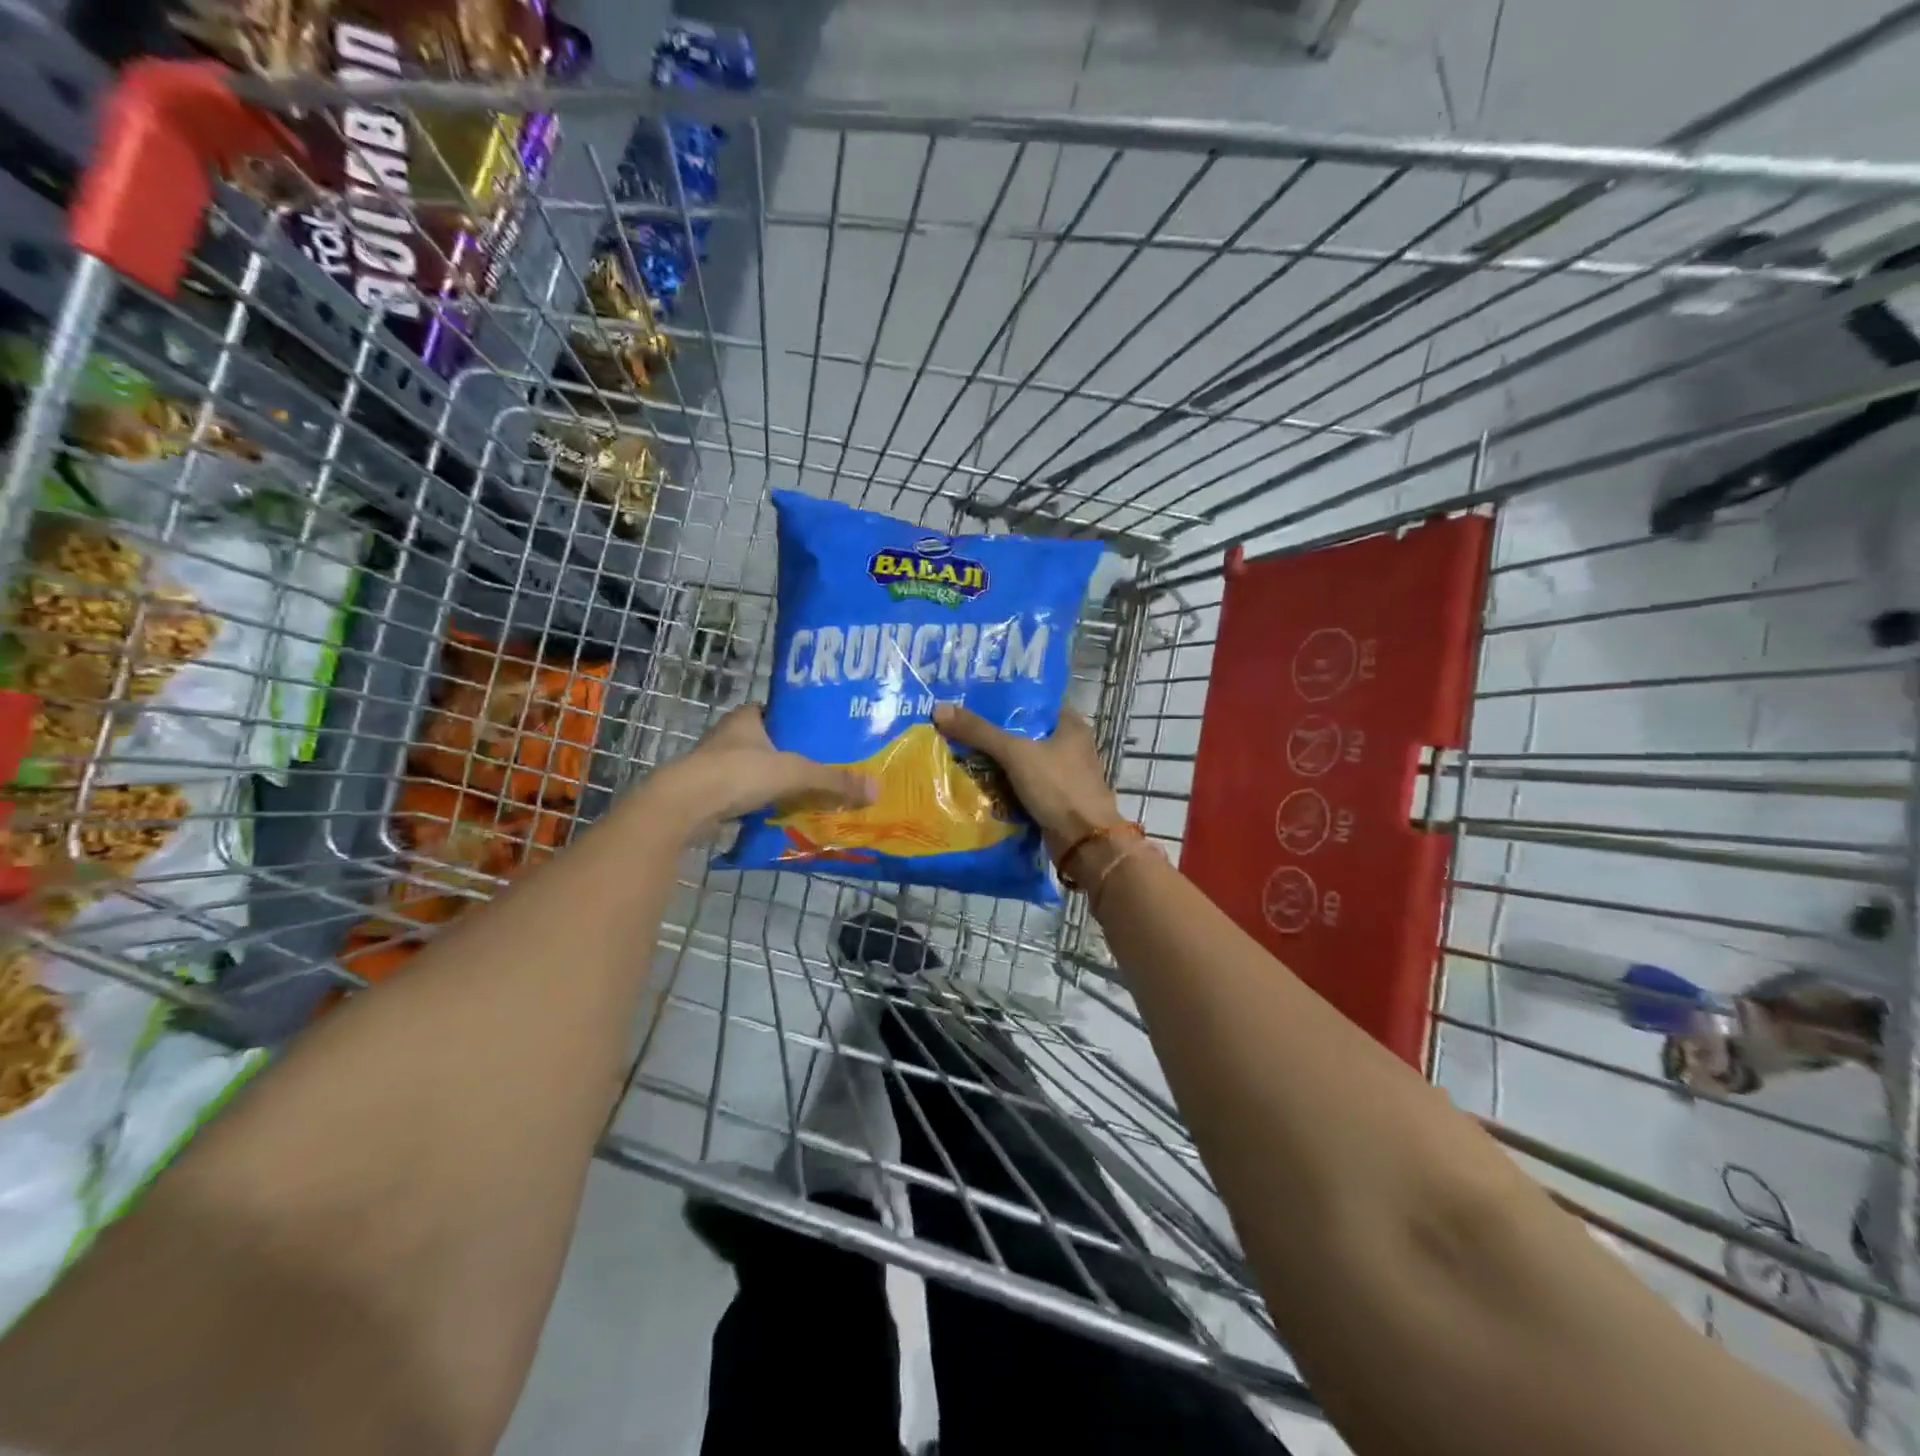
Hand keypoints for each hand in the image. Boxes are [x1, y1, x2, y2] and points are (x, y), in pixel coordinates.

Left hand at [653, 705, 876, 835]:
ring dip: (778, 783)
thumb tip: (877, 790)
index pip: (780, 713)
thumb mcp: (794, 773)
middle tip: (828, 770)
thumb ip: (834, 780)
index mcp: (747, 718)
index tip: (827, 736)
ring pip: (757, 772)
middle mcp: (730, 737)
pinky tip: (784, 815)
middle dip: (795, 757)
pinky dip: (763, 805)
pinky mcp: (710, 795)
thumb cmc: (737, 773)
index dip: (802, 723)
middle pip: (771, 744)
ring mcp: (717, 767)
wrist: (683, 807)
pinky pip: (747, 797)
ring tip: (812, 795)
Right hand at [933, 702, 1121, 855]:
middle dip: (994, 733)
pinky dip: (1003, 786)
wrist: (1084, 842)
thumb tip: (939, 709)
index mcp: (1070, 726)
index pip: (1034, 703)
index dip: (1005, 700)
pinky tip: (976, 783)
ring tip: (959, 752)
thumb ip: (979, 732)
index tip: (973, 700)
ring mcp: (1063, 776)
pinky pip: (1022, 787)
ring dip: (996, 762)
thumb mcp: (1016, 753)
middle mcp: (1070, 747)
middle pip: (1025, 733)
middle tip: (958, 726)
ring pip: (1022, 762)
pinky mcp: (1055, 801)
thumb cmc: (1058, 787)